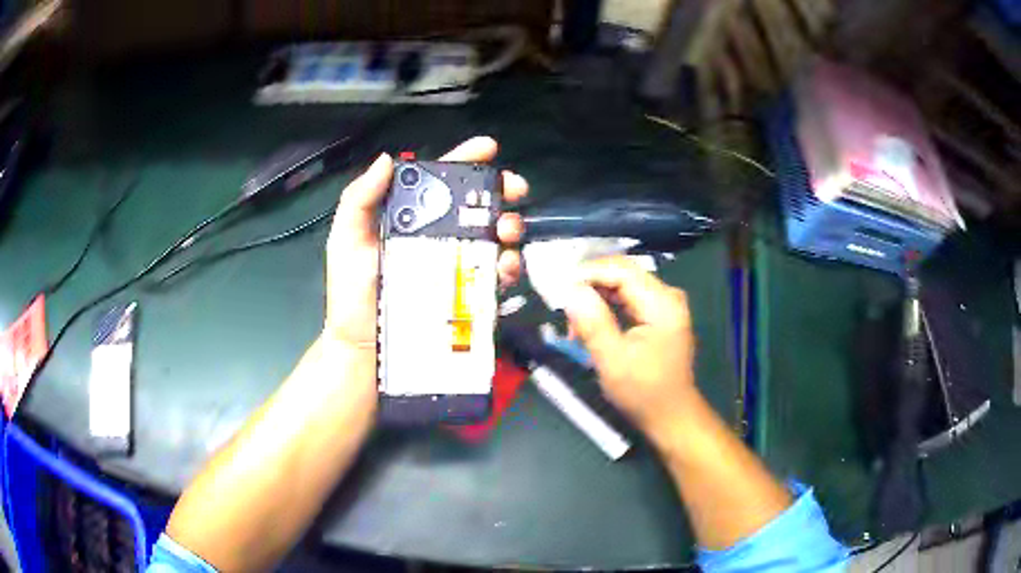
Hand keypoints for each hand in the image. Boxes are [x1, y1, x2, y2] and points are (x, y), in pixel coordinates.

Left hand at [322, 136, 527, 372]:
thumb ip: (359, 199)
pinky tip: (505, 265)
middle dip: (501, 191)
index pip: (441, 182)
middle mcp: (438, 236)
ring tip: (507, 231)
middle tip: (514, 190)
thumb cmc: (352, 293)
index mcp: (411, 218)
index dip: (465, 160)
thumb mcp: (346, 240)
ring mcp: (456, 265)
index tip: (489, 148)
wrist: (364, 347)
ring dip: (510, 226)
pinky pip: (496, 275)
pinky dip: (509, 266)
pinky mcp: (468, 294)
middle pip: (477, 205)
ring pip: (493, 237)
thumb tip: (389, 159)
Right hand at [564, 257, 698, 437]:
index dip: (588, 273)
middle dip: (590, 286)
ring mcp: (665, 304)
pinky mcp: (660, 314)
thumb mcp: (613, 360)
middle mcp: (667, 295)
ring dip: (596, 297)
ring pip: (623, 285)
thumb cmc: (644, 392)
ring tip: (575, 324)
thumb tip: (570, 290)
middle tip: (563, 309)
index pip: (621, 270)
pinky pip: (629, 298)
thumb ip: (593, 322)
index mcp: (662, 303)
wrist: (671, 416)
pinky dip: (607, 306)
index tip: (559, 289)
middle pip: (622, 273)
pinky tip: (591, 324)